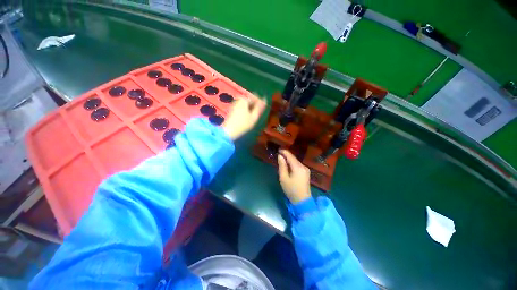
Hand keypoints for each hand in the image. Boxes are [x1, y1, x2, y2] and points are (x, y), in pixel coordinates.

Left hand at [223, 97, 265, 140]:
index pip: (255, 97)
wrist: (230, 131)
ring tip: (254, 114)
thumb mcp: (254, 116)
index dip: (261, 101)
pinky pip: (241, 107)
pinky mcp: (232, 109)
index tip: (264, 106)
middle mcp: (238, 100)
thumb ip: (259, 107)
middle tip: (259, 111)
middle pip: (249, 100)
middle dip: (255, 105)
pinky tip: (248, 116)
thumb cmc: (244, 124)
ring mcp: (234, 104)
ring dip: (250, 107)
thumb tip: (264, 99)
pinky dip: (246, 110)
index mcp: (244, 100)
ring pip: (245, 104)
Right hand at [277, 149, 311, 203]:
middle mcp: (303, 166)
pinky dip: (292, 164)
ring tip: (282, 159)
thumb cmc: (291, 190)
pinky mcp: (306, 173)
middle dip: (286, 156)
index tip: (278, 149)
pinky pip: (298, 165)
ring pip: (296, 162)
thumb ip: (282, 166)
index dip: (284, 152)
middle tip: (278, 154)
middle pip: (294, 158)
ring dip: (289, 160)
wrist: (302, 201)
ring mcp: (306, 169)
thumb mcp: (283, 178)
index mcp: (298, 167)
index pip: (290, 156)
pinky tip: (288, 165)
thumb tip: (280, 156)